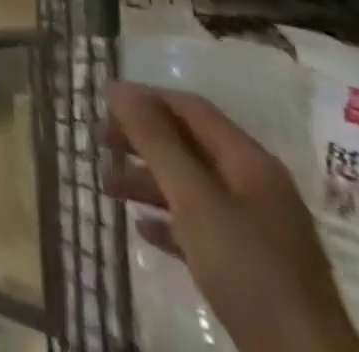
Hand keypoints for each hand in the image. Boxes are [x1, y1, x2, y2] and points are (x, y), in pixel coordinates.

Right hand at [103, 83, 358, 351]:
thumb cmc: (248, 270)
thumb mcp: (194, 199)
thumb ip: (155, 141)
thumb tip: (117, 88)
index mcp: (250, 161)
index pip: (190, 108)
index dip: (145, 100)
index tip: (103, 105)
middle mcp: (257, 187)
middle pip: (190, 145)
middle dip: (142, 141)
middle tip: (99, 143)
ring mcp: (259, 231)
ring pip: (193, 187)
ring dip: (149, 181)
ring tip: (108, 189)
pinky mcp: (255, 270)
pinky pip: (203, 228)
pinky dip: (170, 220)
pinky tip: (143, 230)